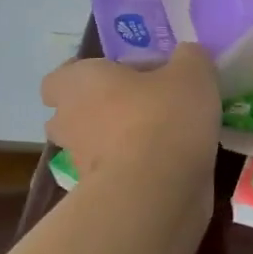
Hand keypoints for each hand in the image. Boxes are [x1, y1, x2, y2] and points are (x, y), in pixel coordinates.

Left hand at [40, 46, 221, 182]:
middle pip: (74, 113)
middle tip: (142, 104)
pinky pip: (116, 173)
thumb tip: (186, 57)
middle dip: (101, 110)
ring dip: (119, 141)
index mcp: (80, 82)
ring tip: (163, 135)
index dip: (87, 75)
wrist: (157, 191)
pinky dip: (136, 169)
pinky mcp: (99, 196)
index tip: (121, 76)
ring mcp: (79, 164)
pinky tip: (171, 164)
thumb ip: (188, 57)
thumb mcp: (192, 72)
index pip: (60, 77)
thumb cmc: (164, 116)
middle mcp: (69, 121)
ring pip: (94, 145)